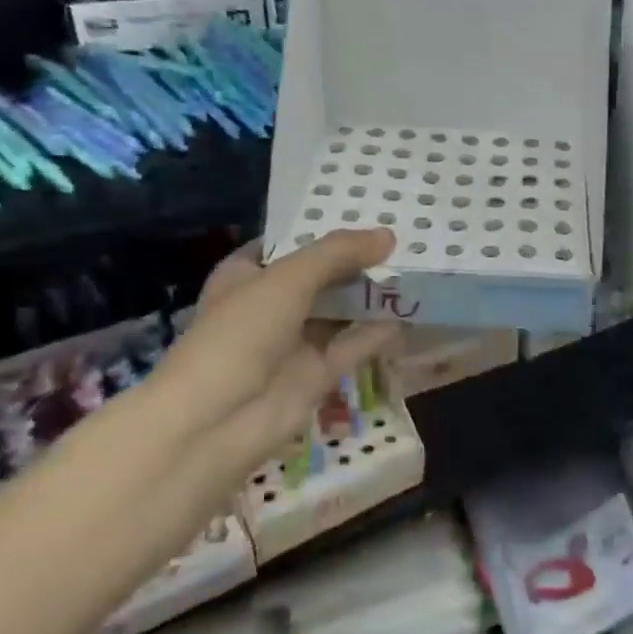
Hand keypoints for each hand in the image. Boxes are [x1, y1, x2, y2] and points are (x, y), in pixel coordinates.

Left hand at [134, 228, 399, 494]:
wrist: (218, 420)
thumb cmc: (240, 334)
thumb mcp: (287, 279)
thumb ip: (338, 254)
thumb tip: (389, 236)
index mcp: (247, 275)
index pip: (289, 244)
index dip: (324, 229)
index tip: (367, 213)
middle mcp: (271, 305)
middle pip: (321, 277)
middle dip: (357, 262)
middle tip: (403, 240)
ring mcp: (294, 342)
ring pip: (340, 311)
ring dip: (371, 295)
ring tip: (414, 270)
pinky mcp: (317, 373)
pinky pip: (353, 345)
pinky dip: (378, 331)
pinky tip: (409, 313)